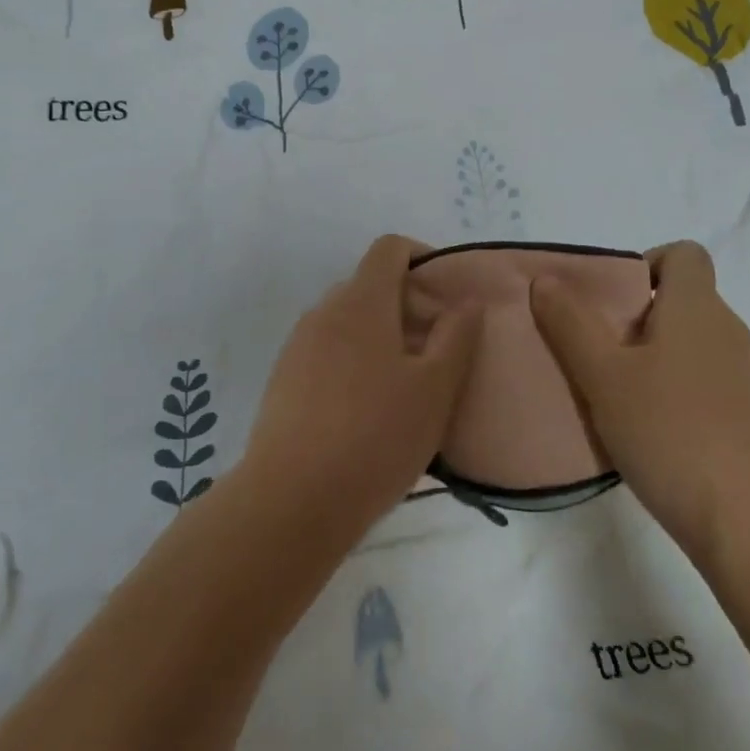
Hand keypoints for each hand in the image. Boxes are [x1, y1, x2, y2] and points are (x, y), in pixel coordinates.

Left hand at [241, 235, 483, 549]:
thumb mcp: (434, 389)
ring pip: (348, 321)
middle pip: (370, 285)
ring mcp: (298, 345)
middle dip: (406, 306)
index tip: (446, 296)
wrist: (291, 501)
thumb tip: (466, 300)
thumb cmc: (375, 438)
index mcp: (361, 302)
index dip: (421, 257)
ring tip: (405, 386)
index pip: (389, 248)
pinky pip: (327, 351)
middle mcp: (324, 312)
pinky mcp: (283, 379)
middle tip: (435, 351)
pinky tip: (367, 411)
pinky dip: (354, 361)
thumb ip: (456, 336)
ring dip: (380, 336)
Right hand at [530, 240, 749, 565]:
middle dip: (634, 315)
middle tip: (596, 350)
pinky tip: (648, 428)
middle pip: (681, 298)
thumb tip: (546, 280)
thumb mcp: (603, 376)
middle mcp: (728, 331)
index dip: (645, 263)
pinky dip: (673, 388)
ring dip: (651, 355)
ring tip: (614, 392)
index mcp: (697, 308)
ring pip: (689, 342)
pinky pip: (703, 379)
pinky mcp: (748, 417)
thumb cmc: (671, 433)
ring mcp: (744, 376)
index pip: (684, 254)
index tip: (611, 301)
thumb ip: (570, 323)